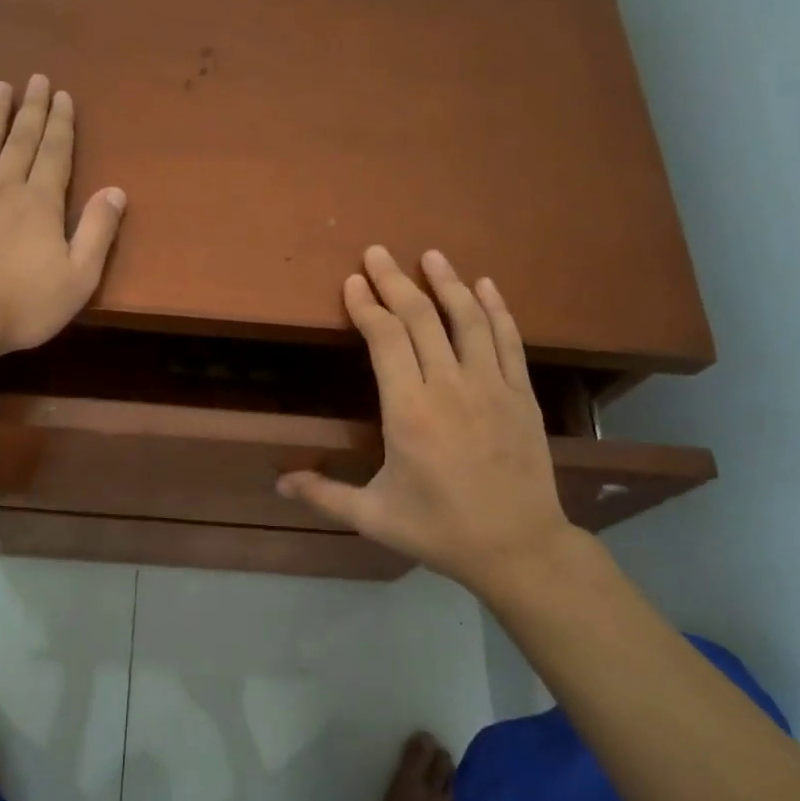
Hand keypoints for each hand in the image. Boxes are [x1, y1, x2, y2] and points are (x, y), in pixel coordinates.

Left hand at [0, 75, 125, 360]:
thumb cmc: (22, 305)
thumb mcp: (78, 278)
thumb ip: (98, 232)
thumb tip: (116, 190)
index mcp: (41, 203)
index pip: (55, 154)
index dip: (61, 124)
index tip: (62, 95)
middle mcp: (4, 186)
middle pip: (21, 139)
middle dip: (32, 109)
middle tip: (36, 78)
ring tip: (1, 87)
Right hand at [278, 246, 575, 597]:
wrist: (518, 548)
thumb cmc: (439, 531)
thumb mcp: (373, 518)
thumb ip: (324, 494)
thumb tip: (278, 483)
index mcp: (408, 413)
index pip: (385, 339)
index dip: (367, 306)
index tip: (353, 283)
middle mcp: (449, 388)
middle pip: (420, 319)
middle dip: (396, 281)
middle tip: (378, 252)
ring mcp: (491, 387)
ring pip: (467, 320)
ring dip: (447, 282)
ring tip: (431, 255)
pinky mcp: (521, 395)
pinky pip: (508, 341)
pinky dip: (496, 309)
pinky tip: (485, 286)